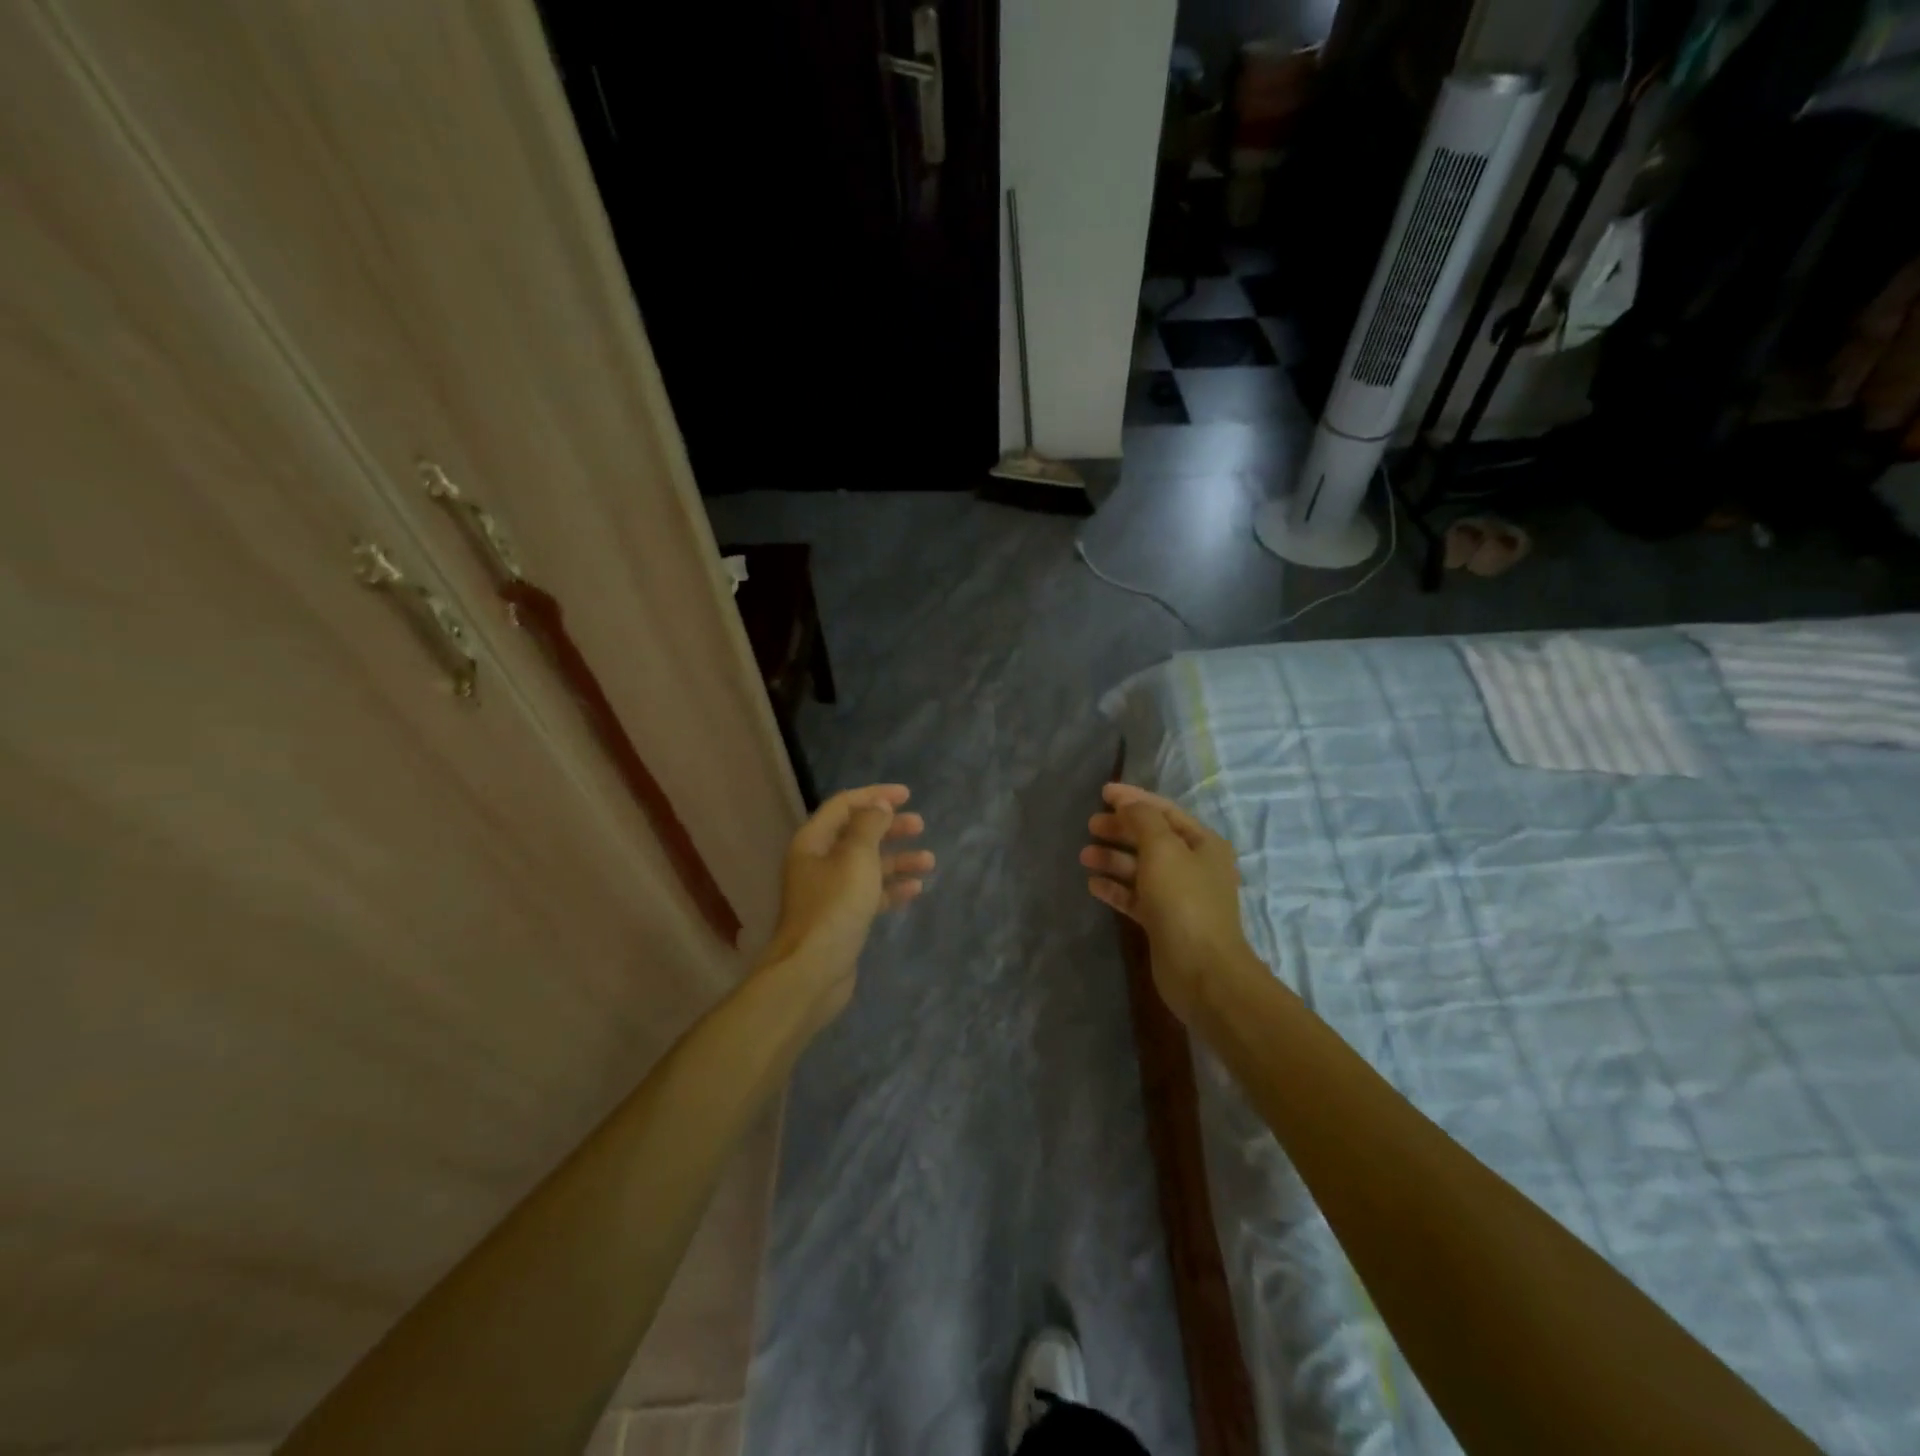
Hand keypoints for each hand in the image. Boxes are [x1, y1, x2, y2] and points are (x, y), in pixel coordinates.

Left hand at [759, 785, 932, 1022]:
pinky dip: (891, 888)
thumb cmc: (835, 907)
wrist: (812, 971)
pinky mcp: (841, 917)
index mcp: (814, 841)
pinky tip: (915, 890)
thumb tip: (878, 805)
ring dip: (897, 860)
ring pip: (867, 865)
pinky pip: (869, 893)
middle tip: (920, 826)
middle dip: (890, 828)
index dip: (875, 796)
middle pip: (857, 834)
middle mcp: (818, 862)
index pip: (844, 805)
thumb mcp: (856, 858)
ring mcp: (829, 891)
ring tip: (928, 862)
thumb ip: (869, 826)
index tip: (907, 796)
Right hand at [1081, 783, 1249, 1022]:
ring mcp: (1178, 896)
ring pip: (1140, 868)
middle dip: (1120, 829)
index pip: (1164, 811)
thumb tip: (1128, 804)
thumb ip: (1143, 819)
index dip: (1134, 799)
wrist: (1202, 971)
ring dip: (1113, 858)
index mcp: (1202, 844)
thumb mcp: (1162, 848)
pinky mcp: (1163, 921)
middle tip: (1090, 825)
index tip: (1102, 792)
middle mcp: (1193, 866)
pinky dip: (1115, 888)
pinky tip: (1093, 885)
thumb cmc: (1183, 900)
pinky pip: (1135, 896)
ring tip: (1084, 855)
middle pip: (1151, 838)